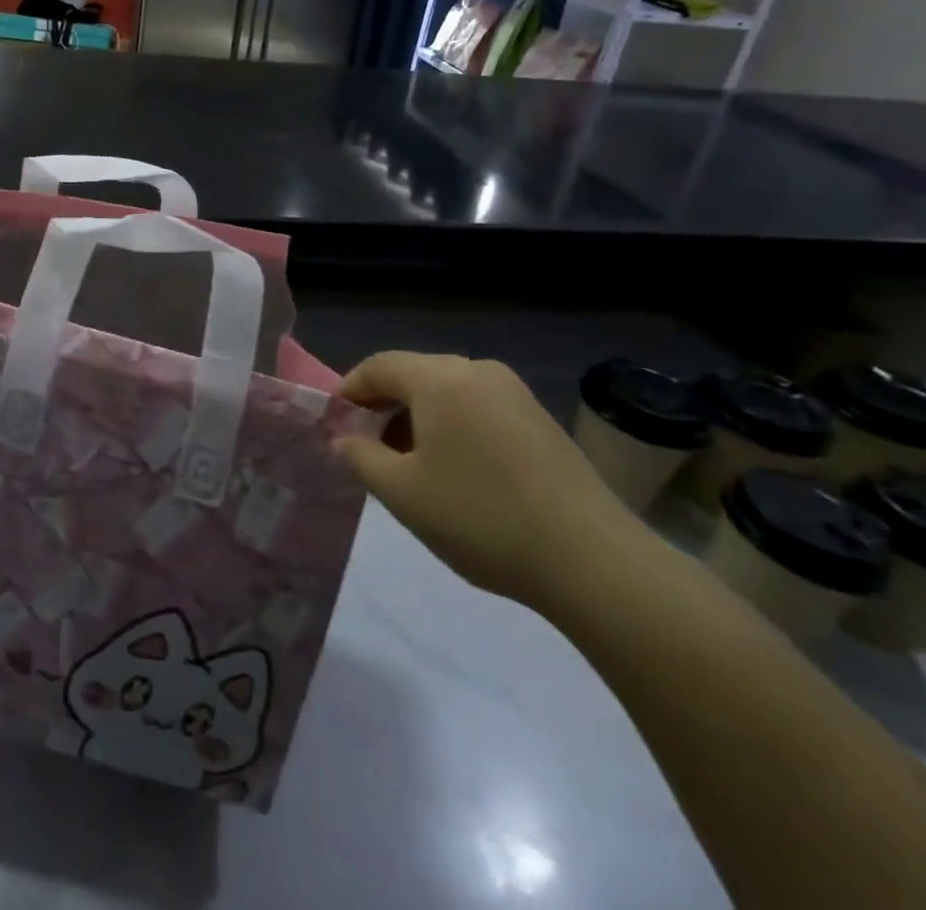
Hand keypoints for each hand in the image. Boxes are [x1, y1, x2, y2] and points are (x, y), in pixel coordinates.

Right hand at [334, 353, 640, 608]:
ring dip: (417, 418)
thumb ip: (360, 457)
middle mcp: (477, 370)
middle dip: (383, 406)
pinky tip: (455, 469)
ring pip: (447, 392)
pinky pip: (478, 407)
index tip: (333, 423)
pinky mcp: (539, 418)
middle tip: (366, 448)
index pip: (379, 366)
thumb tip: (343, 439)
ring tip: (408, 464)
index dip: (349, 390)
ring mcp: (514, 392)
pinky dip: (452, 426)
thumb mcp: (402, 493)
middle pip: (414, 375)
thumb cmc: (481, 518)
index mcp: (440, 378)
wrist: (592, 559)